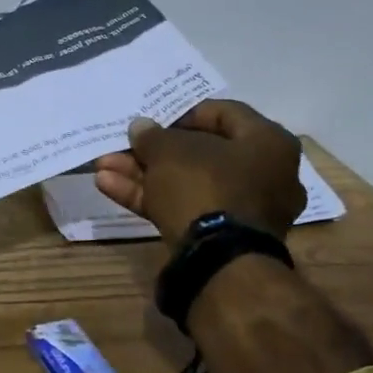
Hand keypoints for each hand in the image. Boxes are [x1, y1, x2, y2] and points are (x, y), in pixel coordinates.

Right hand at [93, 100, 303, 246]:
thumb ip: (153, 136)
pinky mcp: (221, 236)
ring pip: (186, 182)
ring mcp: (243, 209)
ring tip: (103, 166)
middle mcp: (265, 174)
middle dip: (153, 150)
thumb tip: (141, 127)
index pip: (225, 114)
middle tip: (124, 144)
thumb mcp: (170, 151)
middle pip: (200, 153)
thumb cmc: (205, 186)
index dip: (184, 112)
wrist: (218, 260)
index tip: (155, 117)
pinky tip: (109, 187)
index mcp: (268, 143)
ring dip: (142, 174)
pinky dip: (149, 197)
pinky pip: (184, 206)